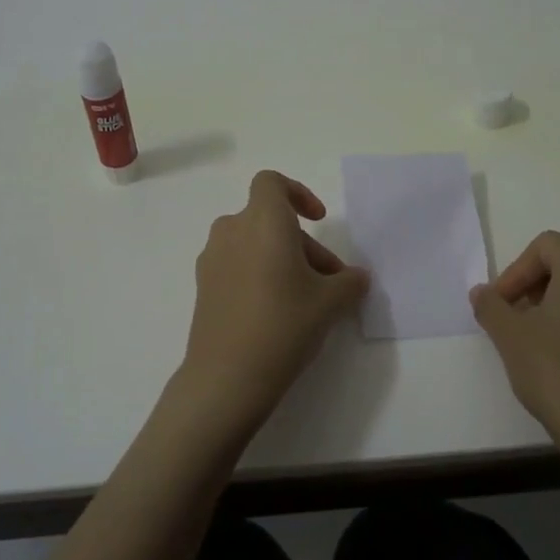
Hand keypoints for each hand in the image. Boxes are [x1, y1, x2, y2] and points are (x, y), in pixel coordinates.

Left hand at [174, 171, 370, 442]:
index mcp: (262, 221)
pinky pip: (237, 265)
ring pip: (254, 244)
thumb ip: (350, 282)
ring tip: (307, 300)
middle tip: (330, 282)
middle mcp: (231, 231)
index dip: (298, 193)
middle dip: (304, 244)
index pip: (271, 182)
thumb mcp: (331, 303)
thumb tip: (356, 277)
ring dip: (282, 260)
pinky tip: (276, 313)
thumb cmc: (283, 325)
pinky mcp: (203, 287)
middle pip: (270, 220)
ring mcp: (212, 259)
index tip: (318, 220)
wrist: (226, 377)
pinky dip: (259, 274)